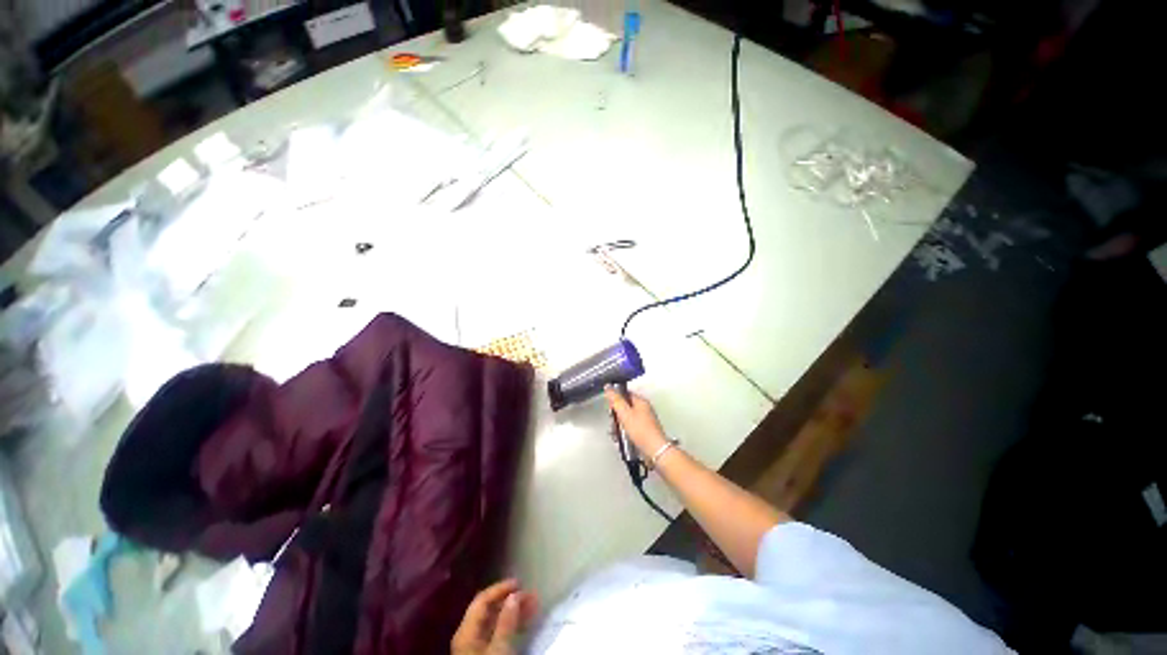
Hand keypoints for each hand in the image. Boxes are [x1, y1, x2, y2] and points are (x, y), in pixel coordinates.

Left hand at [451, 579, 537, 654]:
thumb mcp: (499, 650)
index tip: (520, 583)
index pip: (482, 600)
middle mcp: (468, 635)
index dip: (500, 588)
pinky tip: (526, 621)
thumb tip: (514, 595)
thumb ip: (506, 622)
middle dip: (510, 599)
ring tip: (534, 605)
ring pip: (495, 620)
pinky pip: (498, 632)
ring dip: (514, 611)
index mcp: (466, 631)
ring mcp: (475, 646)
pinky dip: (512, 624)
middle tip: (531, 594)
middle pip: (489, 609)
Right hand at [605, 387, 667, 454]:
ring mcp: (645, 420)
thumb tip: (609, 387)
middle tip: (615, 421)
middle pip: (625, 406)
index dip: (616, 399)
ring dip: (620, 425)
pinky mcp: (644, 430)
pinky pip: (631, 427)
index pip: (625, 393)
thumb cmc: (642, 431)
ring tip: (618, 432)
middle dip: (617, 414)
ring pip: (627, 418)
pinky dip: (625, 431)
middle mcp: (644, 409)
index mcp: (641, 401)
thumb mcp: (624, 413)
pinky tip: (622, 438)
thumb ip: (615, 400)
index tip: (611, 407)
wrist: (654, 450)